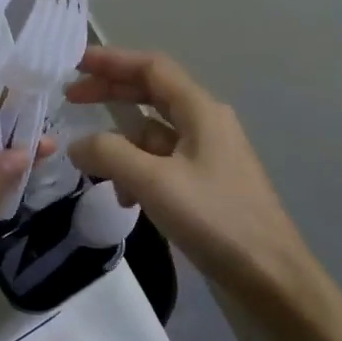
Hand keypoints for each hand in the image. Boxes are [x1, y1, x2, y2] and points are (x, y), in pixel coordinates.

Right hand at [66, 47, 336, 328]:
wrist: (270, 279)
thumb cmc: (215, 220)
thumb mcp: (154, 182)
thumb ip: (109, 154)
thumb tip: (76, 144)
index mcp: (200, 111)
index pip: (151, 67)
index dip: (112, 60)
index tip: (74, 64)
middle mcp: (205, 124)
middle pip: (150, 94)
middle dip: (110, 94)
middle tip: (70, 100)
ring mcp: (206, 155)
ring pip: (152, 132)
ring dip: (120, 142)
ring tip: (92, 164)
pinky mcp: (204, 184)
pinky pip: (160, 162)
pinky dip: (136, 171)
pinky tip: (125, 199)